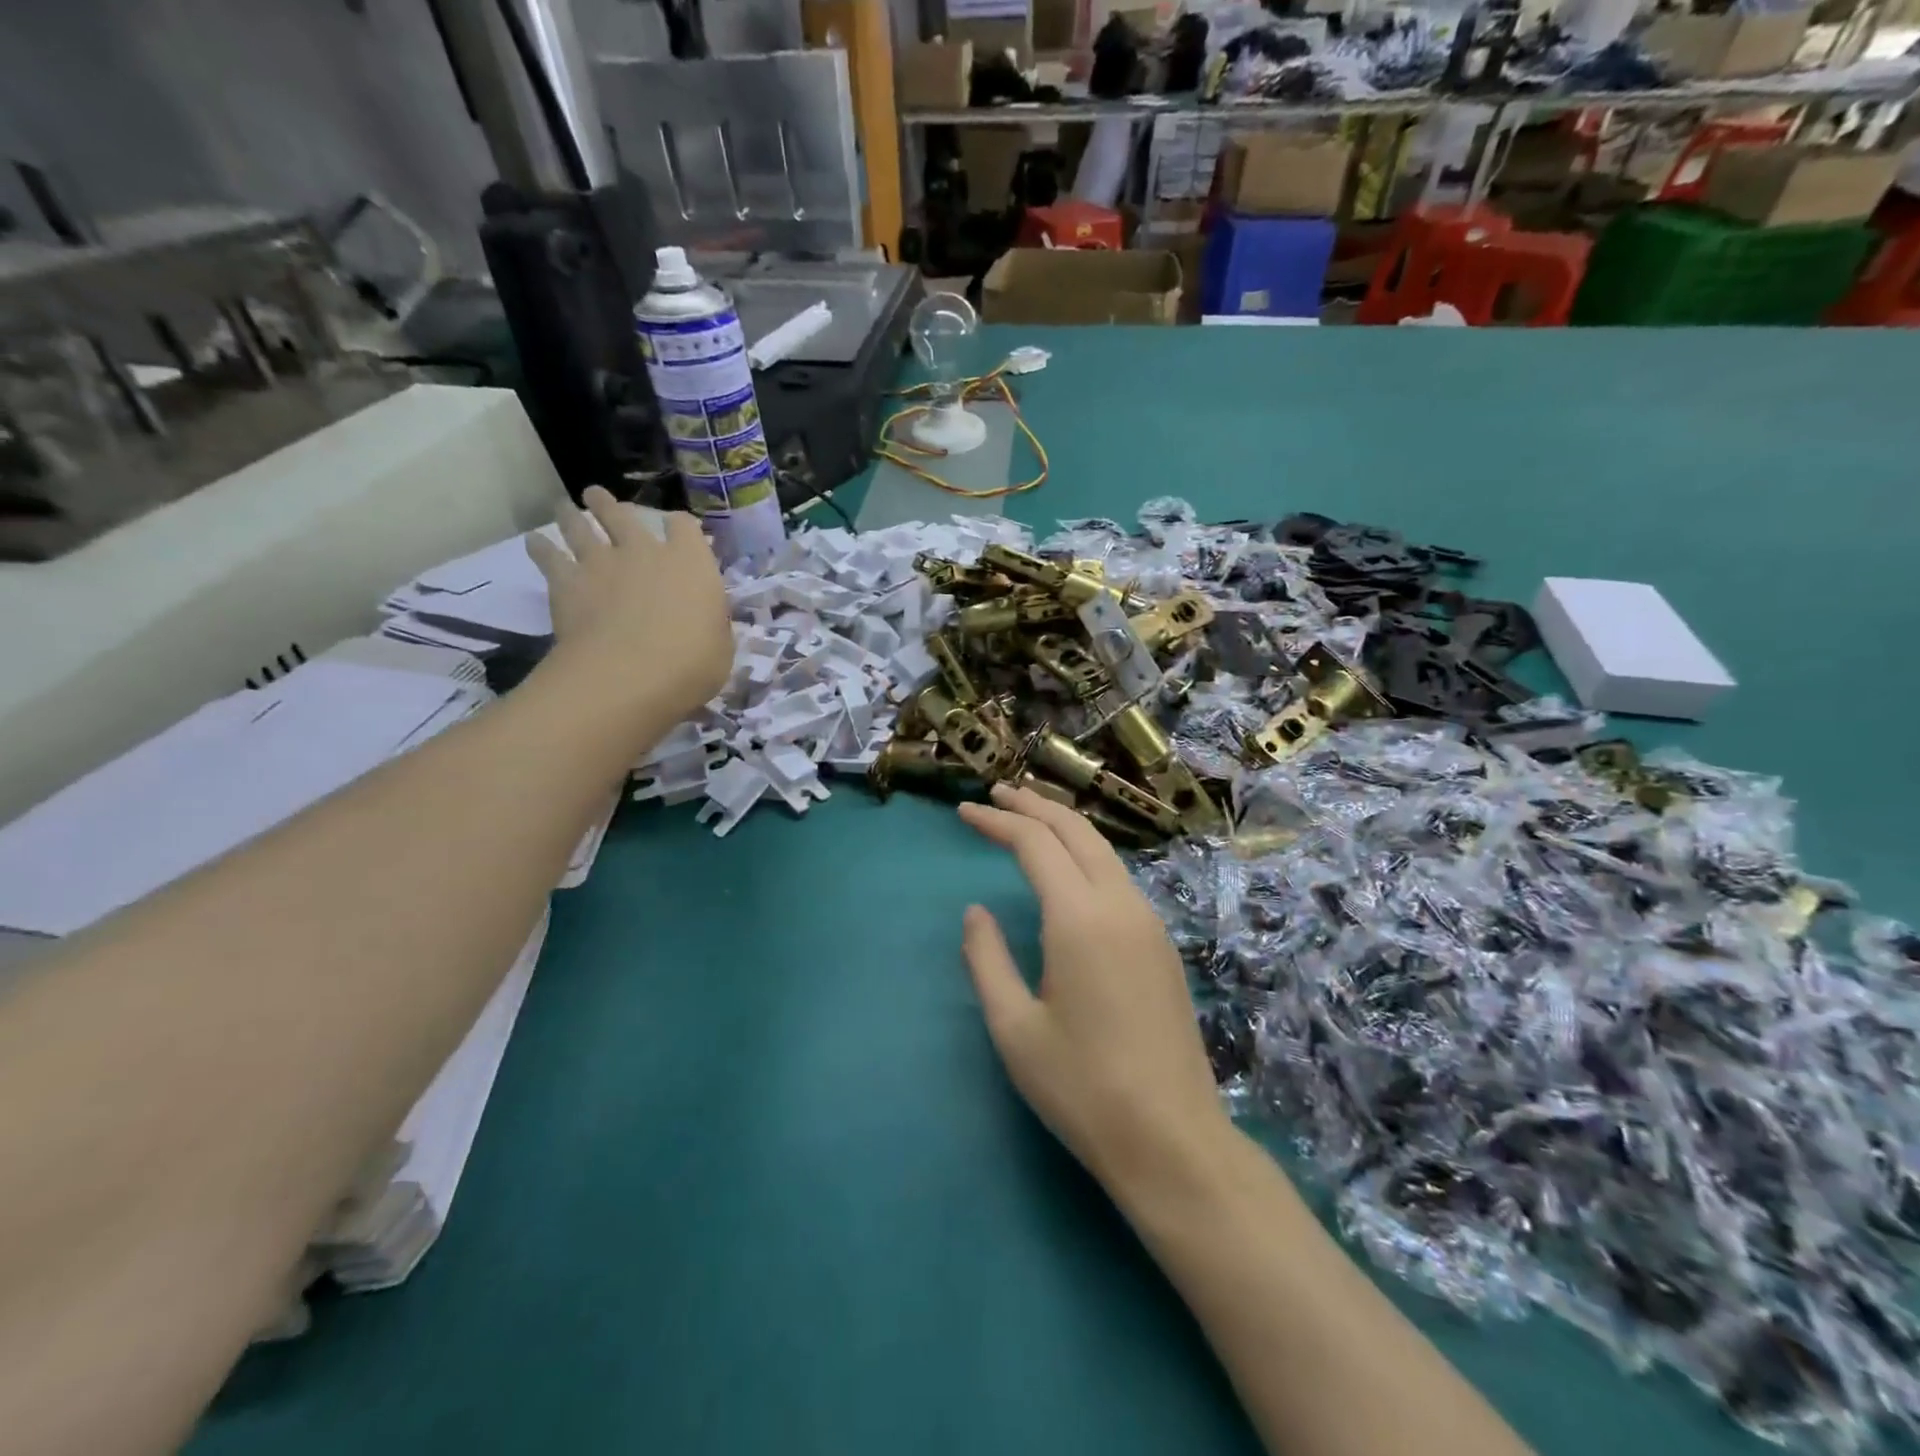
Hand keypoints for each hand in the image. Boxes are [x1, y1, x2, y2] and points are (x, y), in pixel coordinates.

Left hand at [526, 487, 732, 741]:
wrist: (629, 675)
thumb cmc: (691, 664)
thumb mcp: (720, 647)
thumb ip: (711, 625)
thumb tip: (706, 621)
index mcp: (691, 563)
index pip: (685, 528)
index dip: (680, 526)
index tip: (676, 527)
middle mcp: (646, 551)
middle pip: (624, 515)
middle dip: (611, 506)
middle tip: (598, 497)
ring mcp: (602, 562)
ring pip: (582, 526)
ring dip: (572, 516)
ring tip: (564, 507)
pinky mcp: (567, 581)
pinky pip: (548, 556)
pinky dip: (540, 547)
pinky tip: (535, 542)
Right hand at [958, 784, 1233, 1196]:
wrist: (1173, 1140)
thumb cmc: (1082, 1087)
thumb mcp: (1014, 1028)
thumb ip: (987, 959)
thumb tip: (976, 912)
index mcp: (1080, 918)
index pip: (1035, 843)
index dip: (997, 821)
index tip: (965, 813)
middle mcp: (1120, 906)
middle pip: (1076, 831)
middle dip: (1034, 805)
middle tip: (997, 796)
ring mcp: (1149, 923)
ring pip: (1103, 851)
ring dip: (1063, 827)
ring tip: (1028, 822)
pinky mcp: (1162, 945)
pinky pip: (1119, 879)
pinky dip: (1086, 856)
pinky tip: (1068, 872)